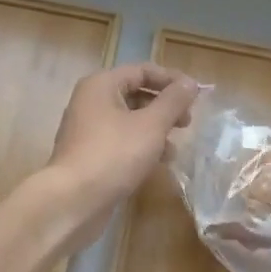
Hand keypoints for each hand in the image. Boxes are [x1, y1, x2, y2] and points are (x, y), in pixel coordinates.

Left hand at [43, 63, 199, 247]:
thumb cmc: (114, 154)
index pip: (143, 70)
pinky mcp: (90, 155)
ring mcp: (88, 130)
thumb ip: (173, 101)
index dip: (172, 80)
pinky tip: (158, 163)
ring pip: (130, 120)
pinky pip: (122, 142)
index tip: (197, 95)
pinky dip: (142, 147)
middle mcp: (91, 102)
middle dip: (165, 107)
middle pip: (136, 94)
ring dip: (156, 130)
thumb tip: (191, 83)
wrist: (73, 201)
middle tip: (187, 122)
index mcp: (102, 85)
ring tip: (175, 148)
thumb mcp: (151, 125)